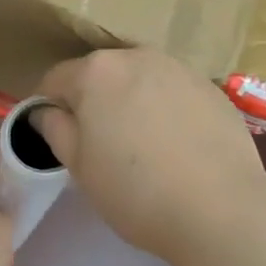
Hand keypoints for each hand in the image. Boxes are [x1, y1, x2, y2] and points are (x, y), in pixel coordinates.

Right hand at [32, 49, 265, 263]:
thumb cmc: (134, 190)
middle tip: (99, 145)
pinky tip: (174, 148)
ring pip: (139, 81)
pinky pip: (173, 93)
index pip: (55, 79)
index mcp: (96, 71)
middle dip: (92, 102)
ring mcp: (180, 69)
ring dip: (130, 103)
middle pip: (100, 75)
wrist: (220, 209)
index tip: (55, 138)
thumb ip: (54, 129)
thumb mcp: (79, 166)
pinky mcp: (212, 89)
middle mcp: (137, 57)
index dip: (49, 108)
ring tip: (140, 146)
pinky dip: (165, 111)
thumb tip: (45, 111)